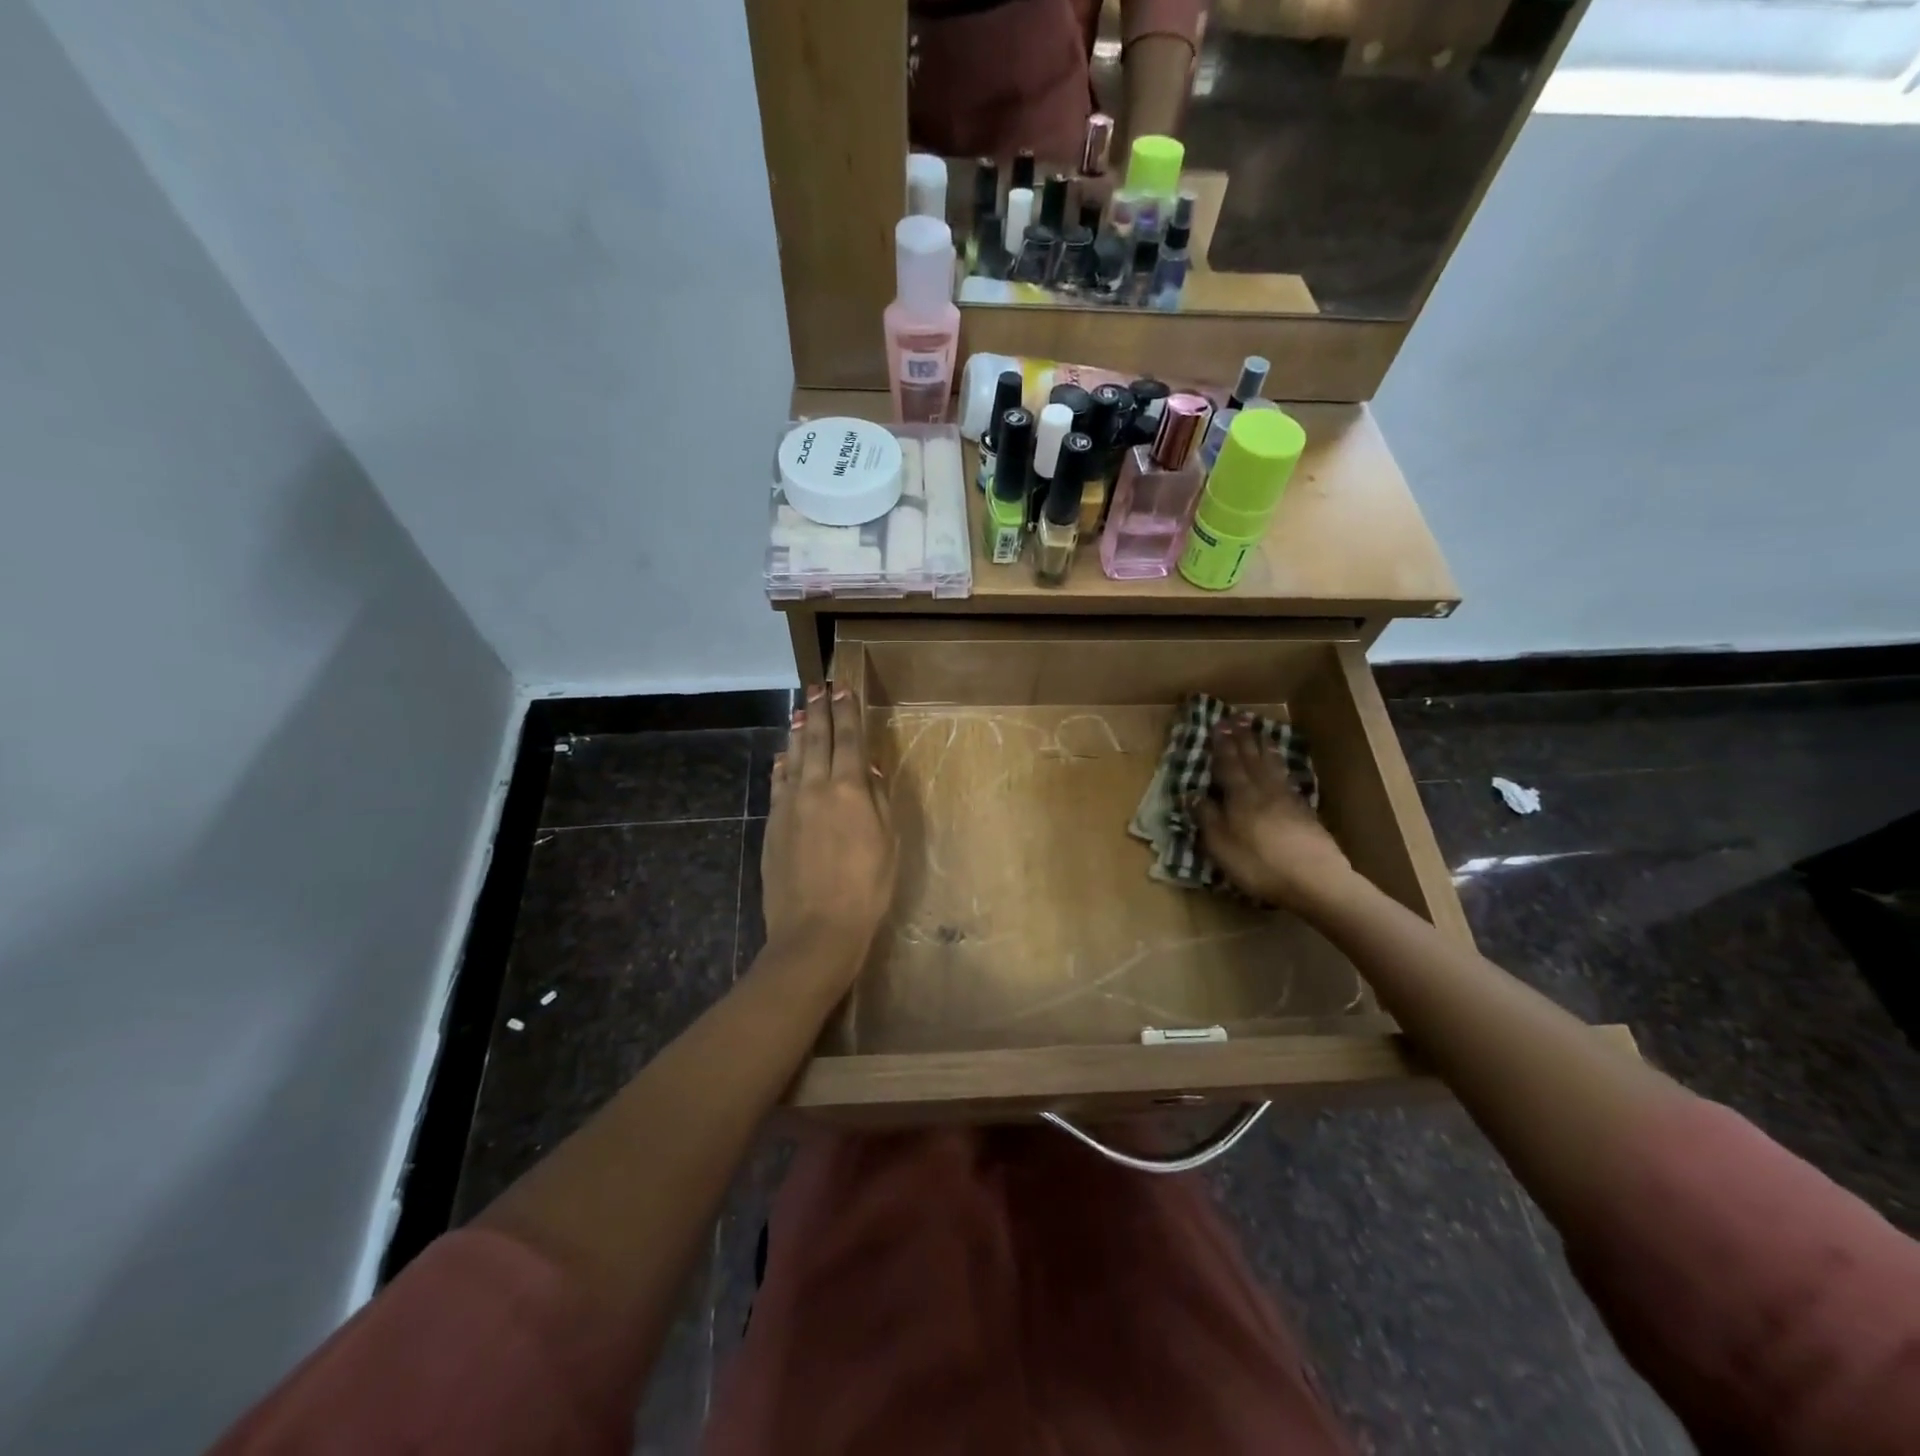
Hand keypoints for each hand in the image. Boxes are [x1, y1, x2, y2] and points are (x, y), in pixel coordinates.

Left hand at [762, 684, 896, 980]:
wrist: (815, 930)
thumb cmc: (866, 889)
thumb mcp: (887, 843)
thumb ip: (878, 801)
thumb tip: (868, 769)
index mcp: (849, 790)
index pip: (848, 739)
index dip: (847, 712)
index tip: (843, 689)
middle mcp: (815, 788)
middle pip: (816, 740)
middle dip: (818, 712)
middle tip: (817, 688)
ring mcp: (789, 806)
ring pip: (793, 758)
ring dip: (797, 733)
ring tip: (799, 712)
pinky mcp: (773, 825)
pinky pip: (778, 784)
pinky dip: (782, 766)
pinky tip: (782, 758)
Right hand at [1196, 718, 1354, 912]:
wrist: (1315, 880)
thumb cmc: (1259, 865)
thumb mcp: (1221, 846)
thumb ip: (1207, 818)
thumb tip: (1193, 794)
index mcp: (1240, 797)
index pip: (1228, 765)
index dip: (1222, 746)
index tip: (1218, 725)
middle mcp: (1264, 790)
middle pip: (1252, 759)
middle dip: (1242, 739)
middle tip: (1236, 719)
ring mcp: (1288, 799)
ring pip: (1272, 765)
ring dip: (1263, 747)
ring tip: (1259, 733)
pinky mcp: (1305, 812)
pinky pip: (1287, 778)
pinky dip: (1280, 766)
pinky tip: (1280, 766)